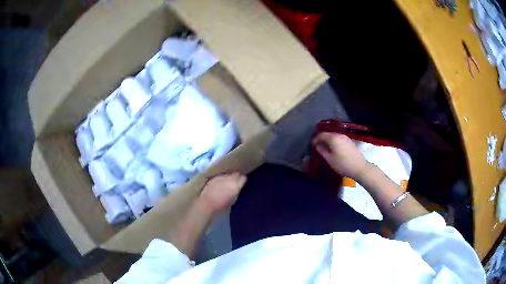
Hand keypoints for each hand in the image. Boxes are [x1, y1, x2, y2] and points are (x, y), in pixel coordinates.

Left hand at [199, 172, 246, 213]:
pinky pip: (221, 176)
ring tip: (227, 183)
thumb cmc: (221, 204)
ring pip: (229, 174)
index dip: (243, 180)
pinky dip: (222, 179)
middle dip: (237, 177)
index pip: (243, 178)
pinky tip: (220, 184)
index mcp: (236, 185)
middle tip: (236, 183)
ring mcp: (221, 177)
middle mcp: (229, 178)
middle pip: (236, 174)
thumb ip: (237, 191)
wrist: (207, 202)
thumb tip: (238, 187)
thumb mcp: (233, 199)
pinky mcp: (214, 177)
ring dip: (229, 177)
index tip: (242, 184)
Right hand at [312, 132, 370, 179]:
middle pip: (328, 134)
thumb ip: (322, 151)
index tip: (312, 145)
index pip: (321, 135)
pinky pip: (338, 139)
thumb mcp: (330, 159)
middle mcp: (339, 135)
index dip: (315, 139)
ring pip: (334, 136)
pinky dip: (334, 142)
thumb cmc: (343, 164)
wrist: (359, 167)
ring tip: (324, 148)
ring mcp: (345, 138)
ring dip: (328, 140)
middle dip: (321, 139)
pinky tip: (333, 149)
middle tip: (317, 146)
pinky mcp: (349, 142)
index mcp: (333, 138)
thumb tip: (318, 145)